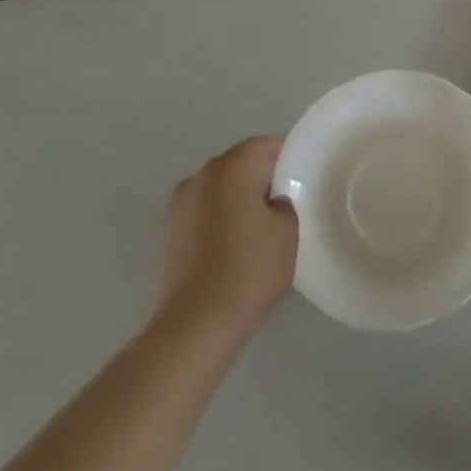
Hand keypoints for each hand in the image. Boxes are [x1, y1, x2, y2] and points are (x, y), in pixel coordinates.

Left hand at [159, 136, 297, 335]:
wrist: (195, 325)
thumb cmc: (249, 270)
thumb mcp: (287, 231)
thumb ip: (284, 204)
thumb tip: (272, 202)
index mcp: (231, 168)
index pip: (262, 145)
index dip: (284, 154)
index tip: (300, 173)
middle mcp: (201, 177)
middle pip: (237, 163)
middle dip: (259, 175)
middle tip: (284, 197)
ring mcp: (180, 205)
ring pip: (218, 188)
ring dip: (237, 197)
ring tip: (260, 223)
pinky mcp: (170, 234)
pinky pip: (204, 211)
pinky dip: (220, 217)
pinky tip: (236, 242)